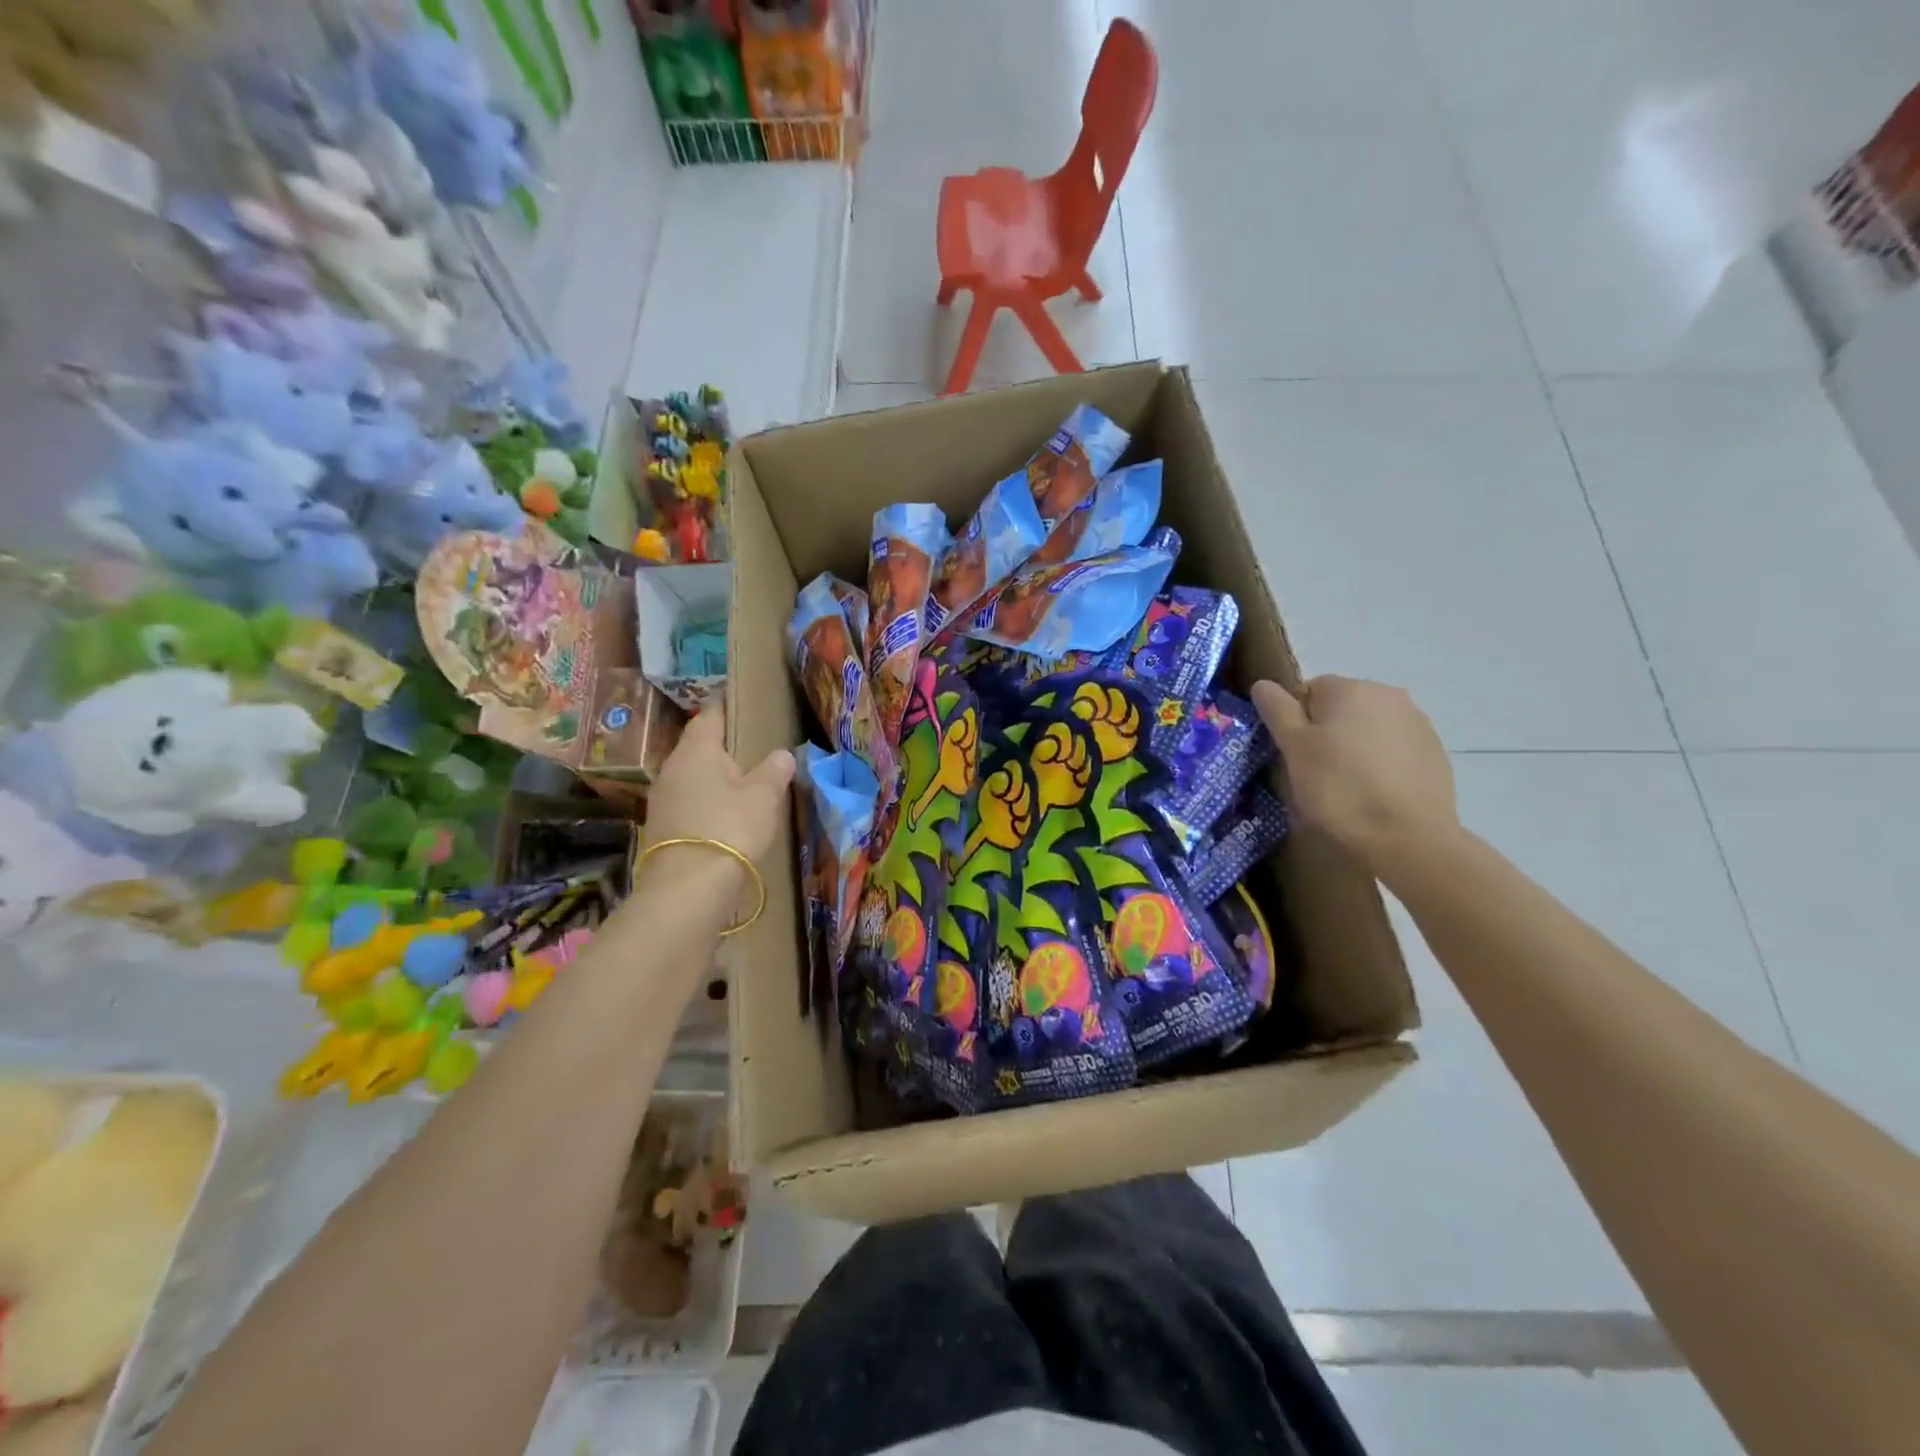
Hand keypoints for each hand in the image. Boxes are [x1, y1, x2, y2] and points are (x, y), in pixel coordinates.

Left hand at [638, 705, 794, 902]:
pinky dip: (706, 801)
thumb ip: (775, 770)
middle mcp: (672, 767)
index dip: (726, 705)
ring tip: (741, 780)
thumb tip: (782, 755)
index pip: (710, 714)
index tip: (741, 700)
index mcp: (696, 749)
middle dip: (721, 744)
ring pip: (692, 775)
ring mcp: (662, 798)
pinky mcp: (661, 827)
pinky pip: (688, 801)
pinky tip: (724, 813)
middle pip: (698, 746)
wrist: (689, 887)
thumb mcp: (764, 796)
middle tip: (749, 745)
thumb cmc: (730, 827)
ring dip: (713, 776)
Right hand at [1252, 676, 1457, 872]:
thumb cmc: (1339, 787)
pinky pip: (1394, 748)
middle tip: (1316, 771)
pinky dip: (1381, 763)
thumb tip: (1263, 684)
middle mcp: (1388, 695)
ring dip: (1355, 746)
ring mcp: (1418, 723)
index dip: (1295, 722)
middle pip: (1341, 707)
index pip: (1308, 691)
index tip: (1294, 754)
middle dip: (1327, 732)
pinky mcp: (1435, 752)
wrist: (1406, 838)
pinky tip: (1375, 792)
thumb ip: (1277, 710)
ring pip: (1369, 727)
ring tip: (1347, 785)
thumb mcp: (1294, 748)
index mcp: (1350, 688)